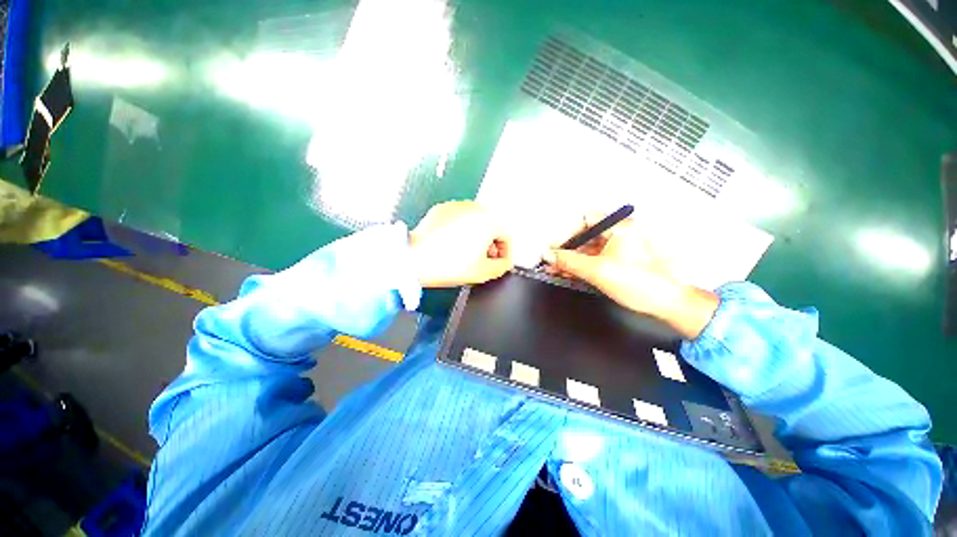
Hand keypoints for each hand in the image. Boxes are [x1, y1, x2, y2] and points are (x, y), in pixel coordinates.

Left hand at [409, 201, 512, 287]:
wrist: (414, 259)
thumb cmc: (448, 265)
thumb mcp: (483, 272)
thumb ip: (502, 266)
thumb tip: (504, 261)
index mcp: (488, 220)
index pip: (506, 235)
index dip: (505, 252)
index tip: (499, 262)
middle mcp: (474, 208)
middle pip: (491, 226)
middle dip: (490, 244)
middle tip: (483, 259)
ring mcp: (456, 206)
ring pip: (475, 221)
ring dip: (476, 236)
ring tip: (466, 252)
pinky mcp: (441, 209)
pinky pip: (459, 219)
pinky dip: (460, 230)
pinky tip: (452, 244)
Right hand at [541, 214, 718, 338]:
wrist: (666, 303)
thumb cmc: (643, 283)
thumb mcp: (597, 270)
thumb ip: (569, 261)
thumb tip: (550, 255)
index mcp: (620, 227)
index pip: (584, 221)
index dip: (566, 234)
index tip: (554, 247)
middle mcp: (620, 233)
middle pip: (584, 236)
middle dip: (565, 249)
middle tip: (551, 259)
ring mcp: (619, 247)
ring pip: (587, 249)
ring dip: (570, 259)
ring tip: (555, 268)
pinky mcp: (617, 260)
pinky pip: (593, 258)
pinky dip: (580, 265)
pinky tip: (568, 272)